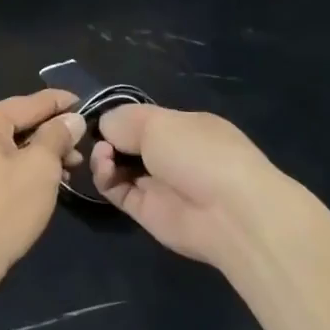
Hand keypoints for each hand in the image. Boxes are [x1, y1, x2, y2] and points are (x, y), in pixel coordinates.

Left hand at [0, 89, 85, 292]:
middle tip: (82, 151)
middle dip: (52, 136)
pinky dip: (19, 167)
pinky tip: (43, 182)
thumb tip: (72, 119)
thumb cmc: (2, 210)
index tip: (87, 103)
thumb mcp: (41, 169)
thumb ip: (57, 136)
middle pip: (18, 124)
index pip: (30, 103)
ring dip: (39, 155)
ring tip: (70, 170)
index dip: (62, 103)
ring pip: (8, 145)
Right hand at [91, 105, 296, 271]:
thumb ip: (124, 120)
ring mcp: (160, 184)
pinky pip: (117, 191)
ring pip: (120, 167)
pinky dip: (105, 179)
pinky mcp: (147, 212)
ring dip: (105, 157)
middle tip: (100, 137)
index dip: (122, 118)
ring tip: (104, 154)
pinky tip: (105, 168)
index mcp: (185, 127)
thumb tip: (104, 125)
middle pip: (130, 143)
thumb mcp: (159, 121)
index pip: (146, 119)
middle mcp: (173, 155)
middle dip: (110, 137)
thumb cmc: (198, 153)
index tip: (102, 117)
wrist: (229, 213)